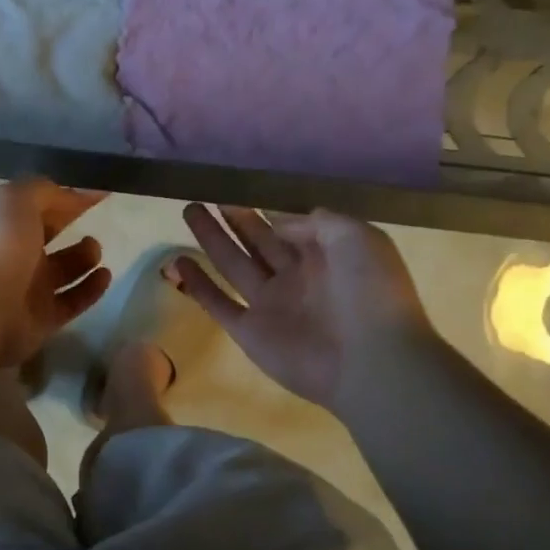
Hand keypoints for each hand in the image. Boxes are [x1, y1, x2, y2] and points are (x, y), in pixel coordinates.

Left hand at [0, 179, 111, 367]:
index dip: (63, 196)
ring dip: (82, 257)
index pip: (33, 205)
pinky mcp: (40, 320)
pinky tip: (105, 275)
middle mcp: (9, 255)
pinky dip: (89, 289)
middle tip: (96, 218)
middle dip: (68, 225)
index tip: (97, 192)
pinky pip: (71, 301)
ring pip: (61, 270)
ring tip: (95, 250)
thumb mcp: (15, 200)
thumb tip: (68, 194)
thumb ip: (43, 191)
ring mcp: (24, 290)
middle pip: (45, 236)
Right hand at [173, 205, 436, 407]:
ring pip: (234, 264)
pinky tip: (177, 261)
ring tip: (190, 211)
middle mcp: (296, 277)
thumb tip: (280, 221)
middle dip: (236, 219)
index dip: (266, 208)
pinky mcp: (249, 332)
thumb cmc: (370, 293)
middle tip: (209, 196)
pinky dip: (197, 284)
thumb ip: (317, 222)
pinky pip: (217, 303)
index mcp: (327, 256)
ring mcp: (271, 305)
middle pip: (259, 241)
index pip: (290, 226)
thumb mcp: (357, 238)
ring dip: (212, 239)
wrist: (371, 361)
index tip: (240, 188)